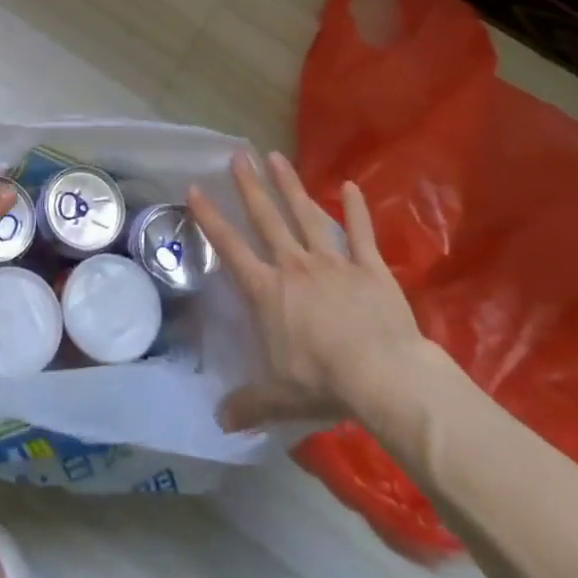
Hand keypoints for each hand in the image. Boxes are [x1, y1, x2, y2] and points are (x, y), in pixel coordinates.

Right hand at [186, 151, 426, 431]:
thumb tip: (219, 422)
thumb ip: (248, 404)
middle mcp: (294, 267)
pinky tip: (351, 185)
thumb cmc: (322, 381)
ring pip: (306, 215)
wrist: (382, 376)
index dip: (210, 218)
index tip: (195, 188)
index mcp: (267, 290)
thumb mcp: (278, 397)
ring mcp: (332, 262)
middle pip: (266, 219)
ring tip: (276, 156)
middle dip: (250, 186)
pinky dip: (356, 210)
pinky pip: (360, 234)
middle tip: (239, 155)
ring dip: (290, 185)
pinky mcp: (369, 268)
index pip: (230, 247)